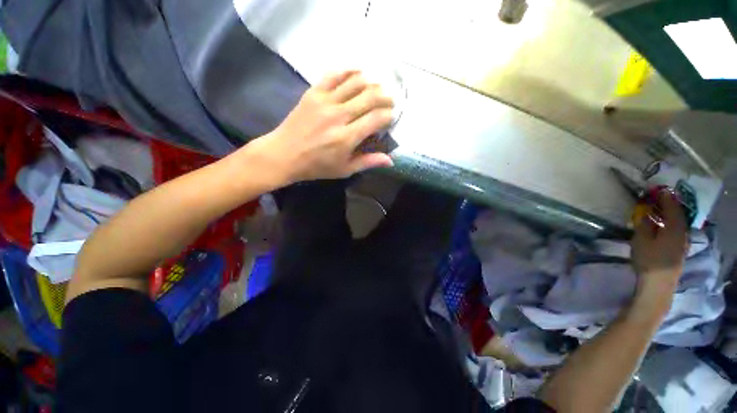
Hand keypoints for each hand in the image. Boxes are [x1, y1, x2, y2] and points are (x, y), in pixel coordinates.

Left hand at [254, 71, 394, 183]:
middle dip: (385, 97)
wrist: (284, 154)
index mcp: (347, 138)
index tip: (390, 118)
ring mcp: (325, 101)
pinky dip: (349, 71)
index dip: (388, 116)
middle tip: (389, 101)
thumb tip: (391, 160)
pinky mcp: (313, 92)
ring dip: (371, 83)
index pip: (376, 119)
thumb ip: (368, 162)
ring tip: (376, 89)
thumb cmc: (317, 166)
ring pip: (355, 82)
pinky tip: (358, 74)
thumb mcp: (345, 170)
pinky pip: (335, 74)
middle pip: (370, 97)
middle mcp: (338, 116)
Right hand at [630, 191, 688, 312]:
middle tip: (662, 198)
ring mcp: (683, 244)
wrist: (658, 284)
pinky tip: (666, 227)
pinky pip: (678, 232)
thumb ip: (644, 224)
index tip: (660, 189)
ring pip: (679, 225)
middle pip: (679, 216)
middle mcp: (683, 234)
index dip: (667, 198)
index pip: (672, 208)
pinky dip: (673, 225)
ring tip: (663, 212)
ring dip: (672, 216)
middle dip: (671, 206)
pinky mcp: (680, 251)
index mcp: (675, 229)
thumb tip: (646, 212)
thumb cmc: (649, 260)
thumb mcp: (641, 240)